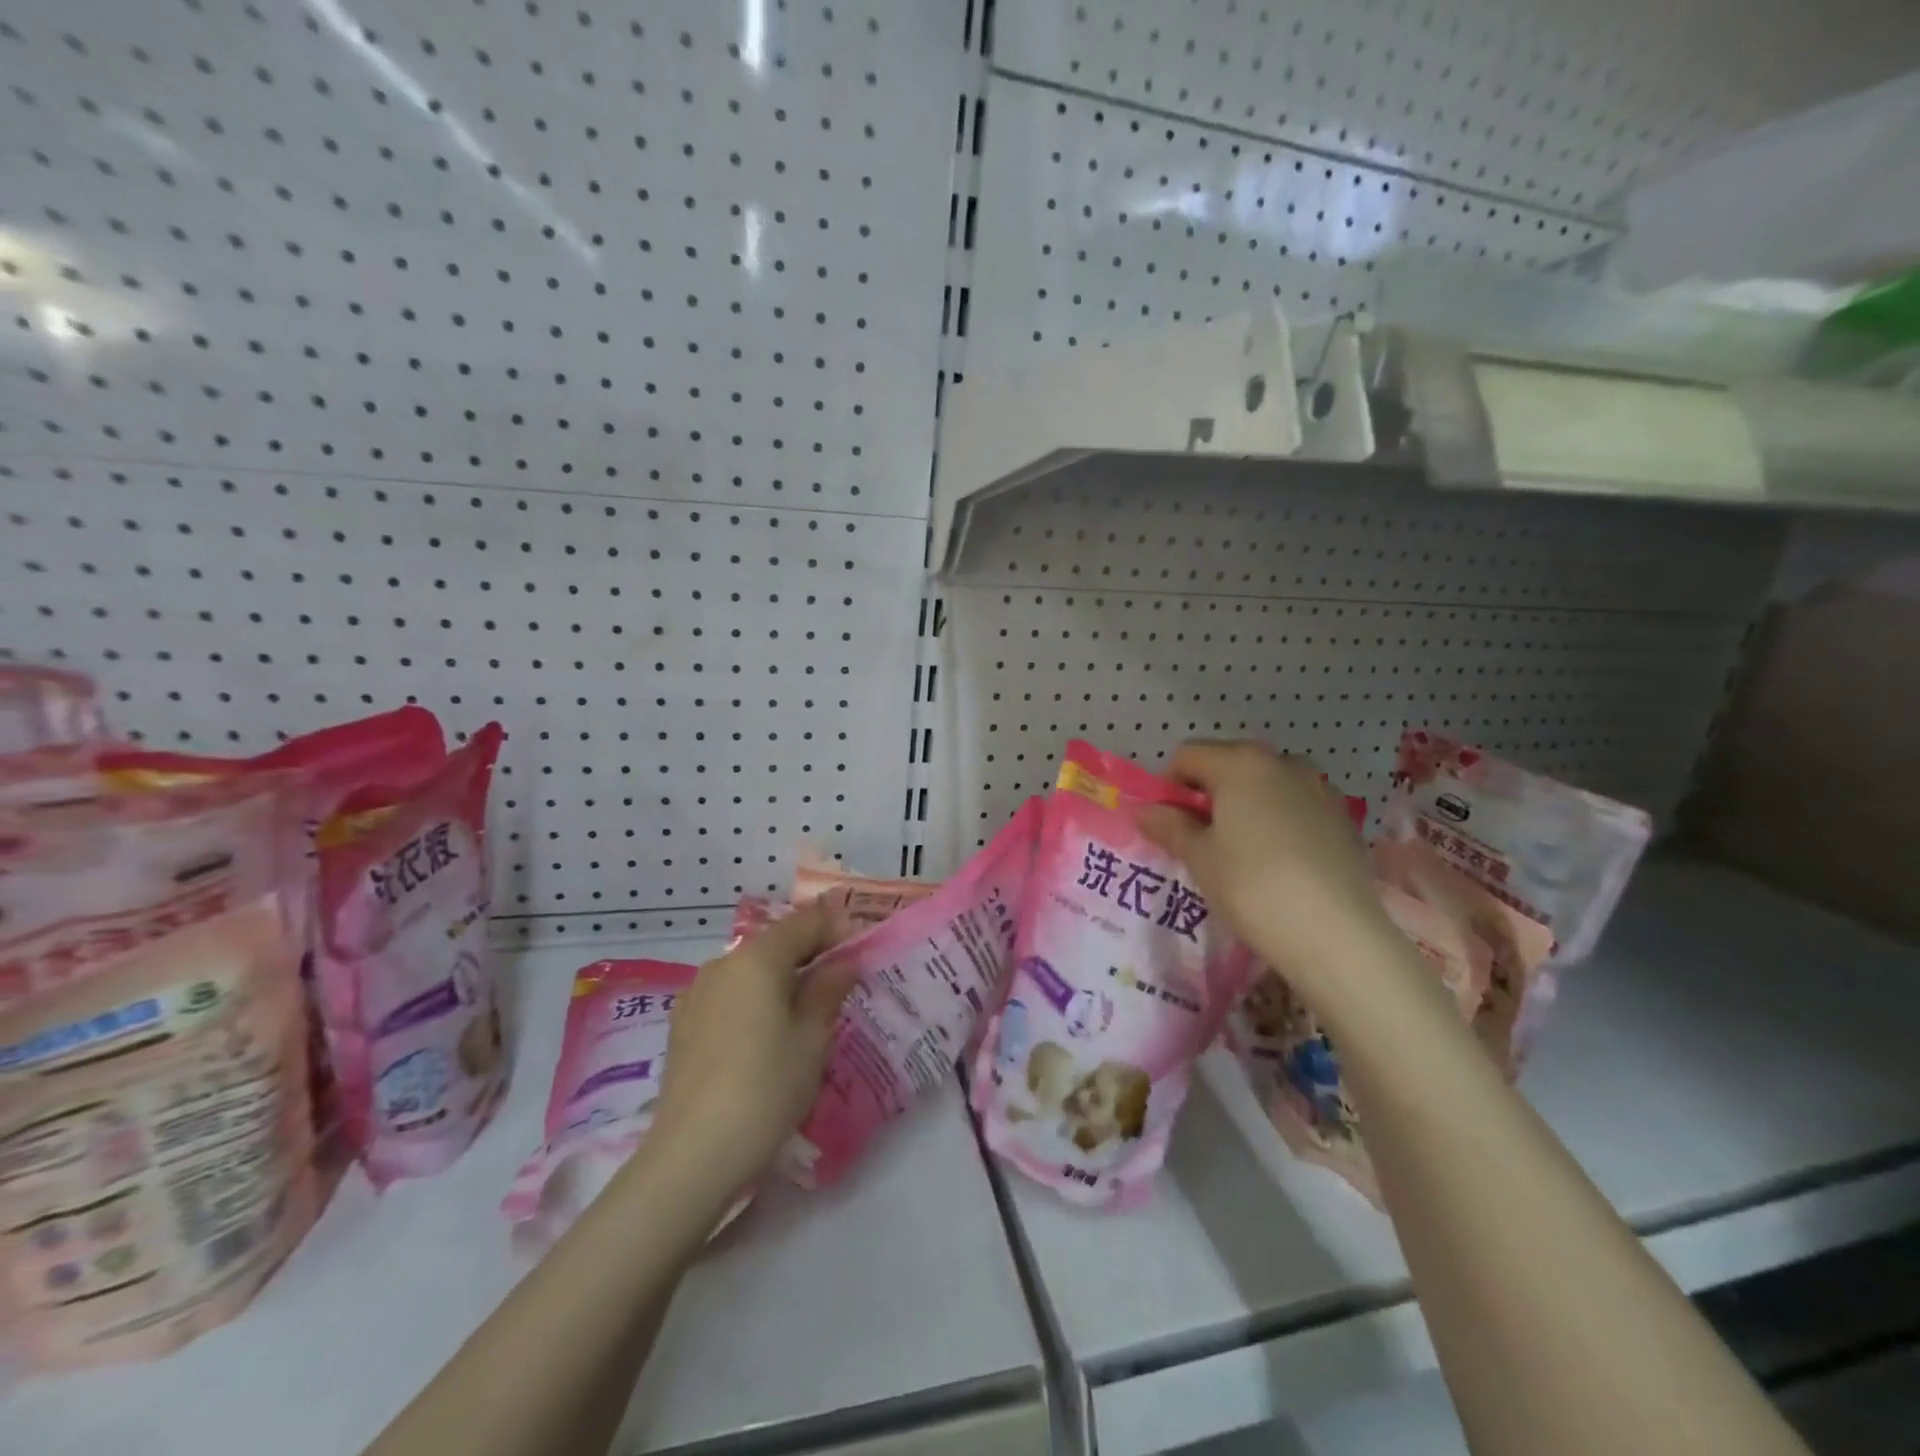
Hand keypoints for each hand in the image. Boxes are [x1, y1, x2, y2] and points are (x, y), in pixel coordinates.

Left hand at [651, 902, 858, 1198]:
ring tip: (806, 1012)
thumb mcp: (812, 1039)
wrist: (692, 1156)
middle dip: (811, 955)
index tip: (862, 951)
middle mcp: (722, 964)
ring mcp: (696, 994)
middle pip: (775, 943)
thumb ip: (829, 990)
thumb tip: (843, 963)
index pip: (805, 921)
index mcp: (757, 958)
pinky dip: (755, 1000)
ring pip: (750, 970)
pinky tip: (767, 1035)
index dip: (838, 928)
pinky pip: (729, 996)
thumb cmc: (766, 1088)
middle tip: (841, 983)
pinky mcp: (682, 1025)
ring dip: (782, 979)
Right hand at [1139, 740, 1400, 1006]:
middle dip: (1209, 795)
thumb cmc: (1252, 886)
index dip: (1169, 786)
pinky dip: (1279, 822)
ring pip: (1267, 786)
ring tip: (1243, 853)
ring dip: (1246, 806)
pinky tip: (1280, 864)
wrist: (1336, 934)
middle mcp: (1283, 763)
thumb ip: (1169, 826)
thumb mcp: (1199, 857)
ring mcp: (1320, 789)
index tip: (1170, 824)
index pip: (1188, 755)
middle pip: (1230, 765)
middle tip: (1202, 841)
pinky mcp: (1344, 819)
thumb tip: (1146, 810)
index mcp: (1241, 762)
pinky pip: (1297, 807)